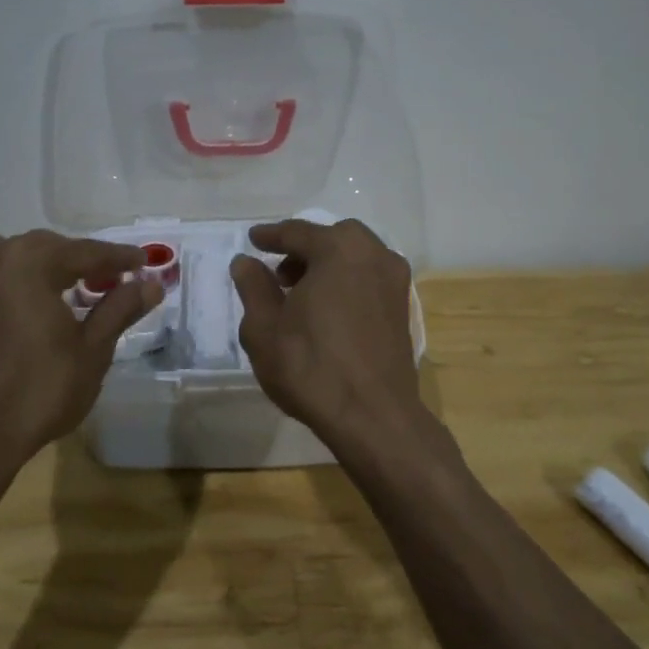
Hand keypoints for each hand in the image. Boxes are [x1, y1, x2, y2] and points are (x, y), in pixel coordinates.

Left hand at [0, 231, 160, 474]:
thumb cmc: (40, 391)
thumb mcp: (92, 350)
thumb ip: (120, 308)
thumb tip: (151, 284)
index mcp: (29, 264)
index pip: (84, 251)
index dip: (118, 257)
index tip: (145, 262)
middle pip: (47, 247)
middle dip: (81, 259)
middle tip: (112, 278)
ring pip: (13, 256)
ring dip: (44, 264)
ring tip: (68, 285)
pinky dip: (10, 280)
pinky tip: (21, 299)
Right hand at [231, 219, 421, 446]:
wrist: (372, 415)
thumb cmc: (310, 367)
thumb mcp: (264, 327)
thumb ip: (253, 287)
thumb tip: (246, 262)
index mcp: (339, 250)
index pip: (298, 232)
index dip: (271, 236)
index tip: (253, 240)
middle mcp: (374, 255)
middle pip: (333, 238)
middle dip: (304, 249)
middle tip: (279, 273)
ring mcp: (395, 282)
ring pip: (355, 258)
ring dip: (327, 266)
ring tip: (301, 294)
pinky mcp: (402, 309)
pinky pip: (369, 280)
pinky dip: (347, 282)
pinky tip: (328, 310)